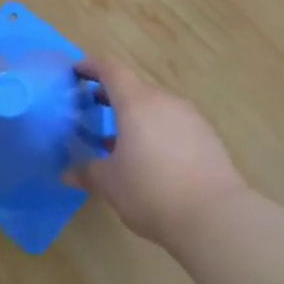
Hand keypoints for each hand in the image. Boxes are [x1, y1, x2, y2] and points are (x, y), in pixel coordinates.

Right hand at [78, 59, 248, 247]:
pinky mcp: (208, 136)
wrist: (215, 216)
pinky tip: (153, 158)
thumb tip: (68, 172)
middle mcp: (165, 101)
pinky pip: (175, 123)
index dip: (93, 66)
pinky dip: (158, 130)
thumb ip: (87, 172)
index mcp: (136, 103)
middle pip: (135, 88)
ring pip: (156, 106)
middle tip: (94, 108)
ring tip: (122, 139)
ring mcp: (190, 117)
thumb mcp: (110, 184)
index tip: (77, 71)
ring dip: (136, 116)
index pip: (112, 70)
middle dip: (113, 95)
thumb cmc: (151, 192)